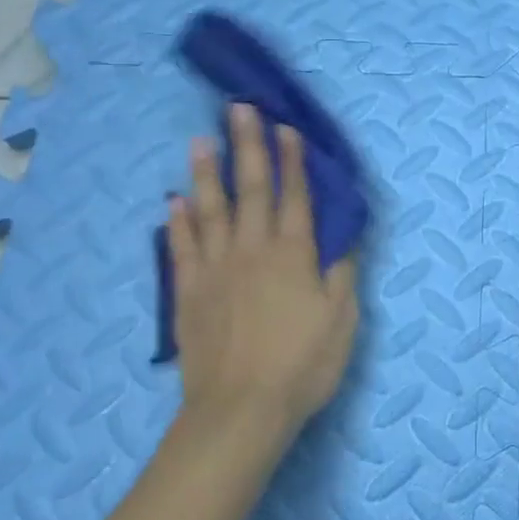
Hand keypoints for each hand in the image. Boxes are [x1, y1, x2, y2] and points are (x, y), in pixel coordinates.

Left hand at [165, 102, 359, 437]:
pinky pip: (181, 248)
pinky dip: (177, 223)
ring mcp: (215, 269)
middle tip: (238, 110)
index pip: (294, 196)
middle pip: (249, 189)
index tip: (285, 128)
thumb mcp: (342, 320)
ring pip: (209, 210)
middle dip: (246, 146)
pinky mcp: (188, 293)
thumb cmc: (303, 365)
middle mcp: (252, 250)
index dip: (291, 161)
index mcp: (293, 254)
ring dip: (205, 174)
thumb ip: (342, 273)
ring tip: (199, 141)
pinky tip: (173, 202)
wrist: (240, 410)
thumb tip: (345, 236)